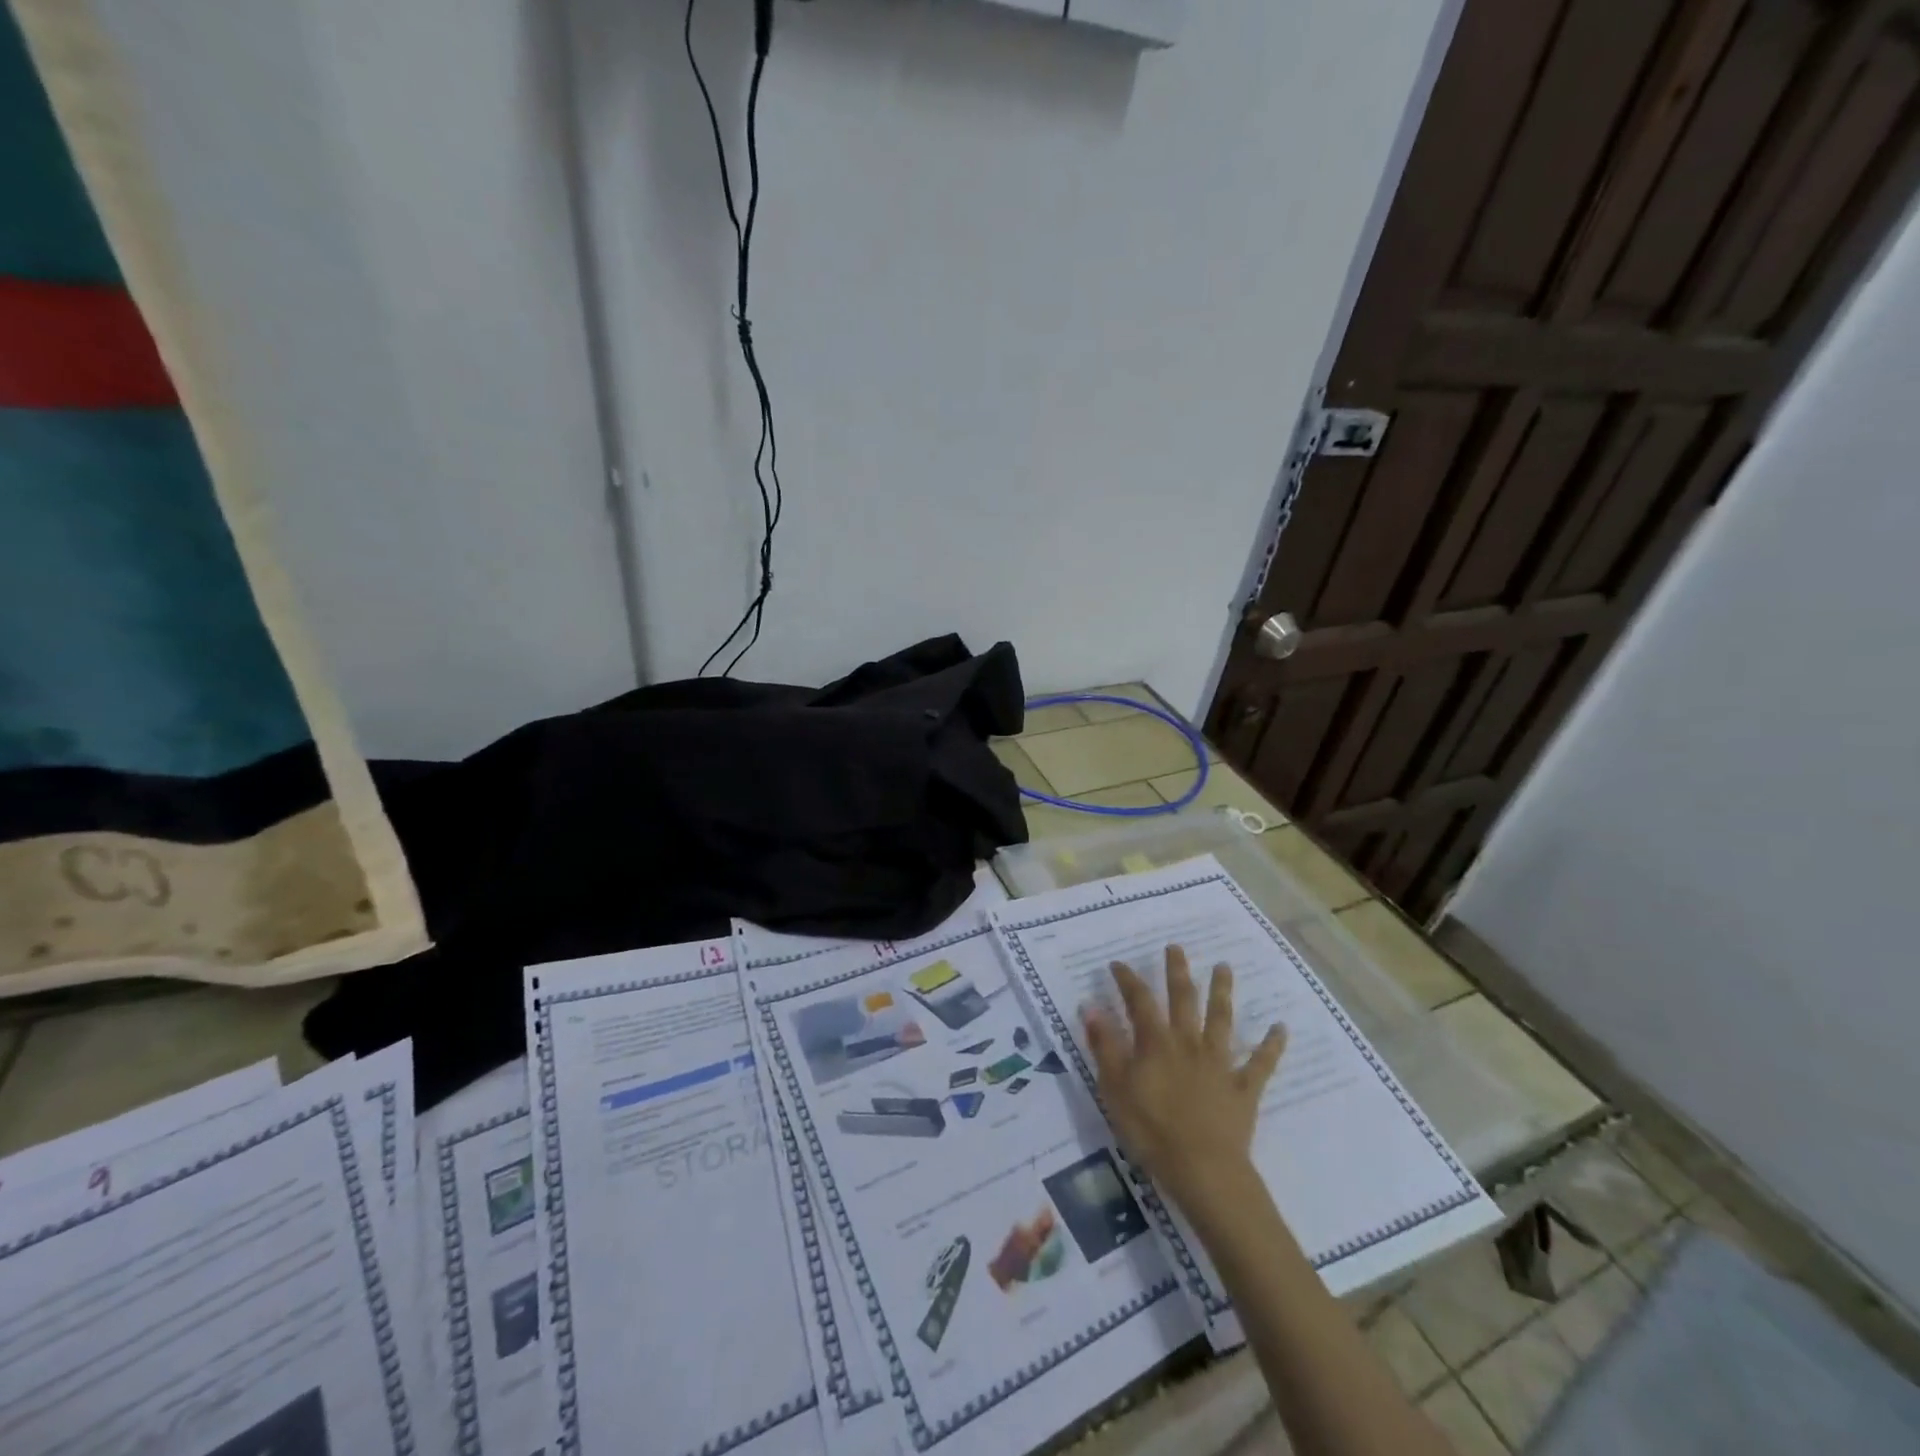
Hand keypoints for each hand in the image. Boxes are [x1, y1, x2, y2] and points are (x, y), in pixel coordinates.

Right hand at [1082, 945, 1284, 1217]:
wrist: (1203, 1170)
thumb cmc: (1151, 1130)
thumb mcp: (1114, 1088)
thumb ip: (1105, 1046)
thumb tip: (1092, 1007)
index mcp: (1156, 1043)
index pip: (1139, 1001)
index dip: (1128, 980)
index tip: (1119, 964)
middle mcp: (1188, 1043)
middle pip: (1183, 999)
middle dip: (1178, 972)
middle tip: (1177, 947)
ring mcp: (1219, 1064)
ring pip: (1221, 1020)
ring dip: (1223, 992)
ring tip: (1224, 967)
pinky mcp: (1243, 1088)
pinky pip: (1260, 1063)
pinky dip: (1271, 1045)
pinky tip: (1280, 1028)